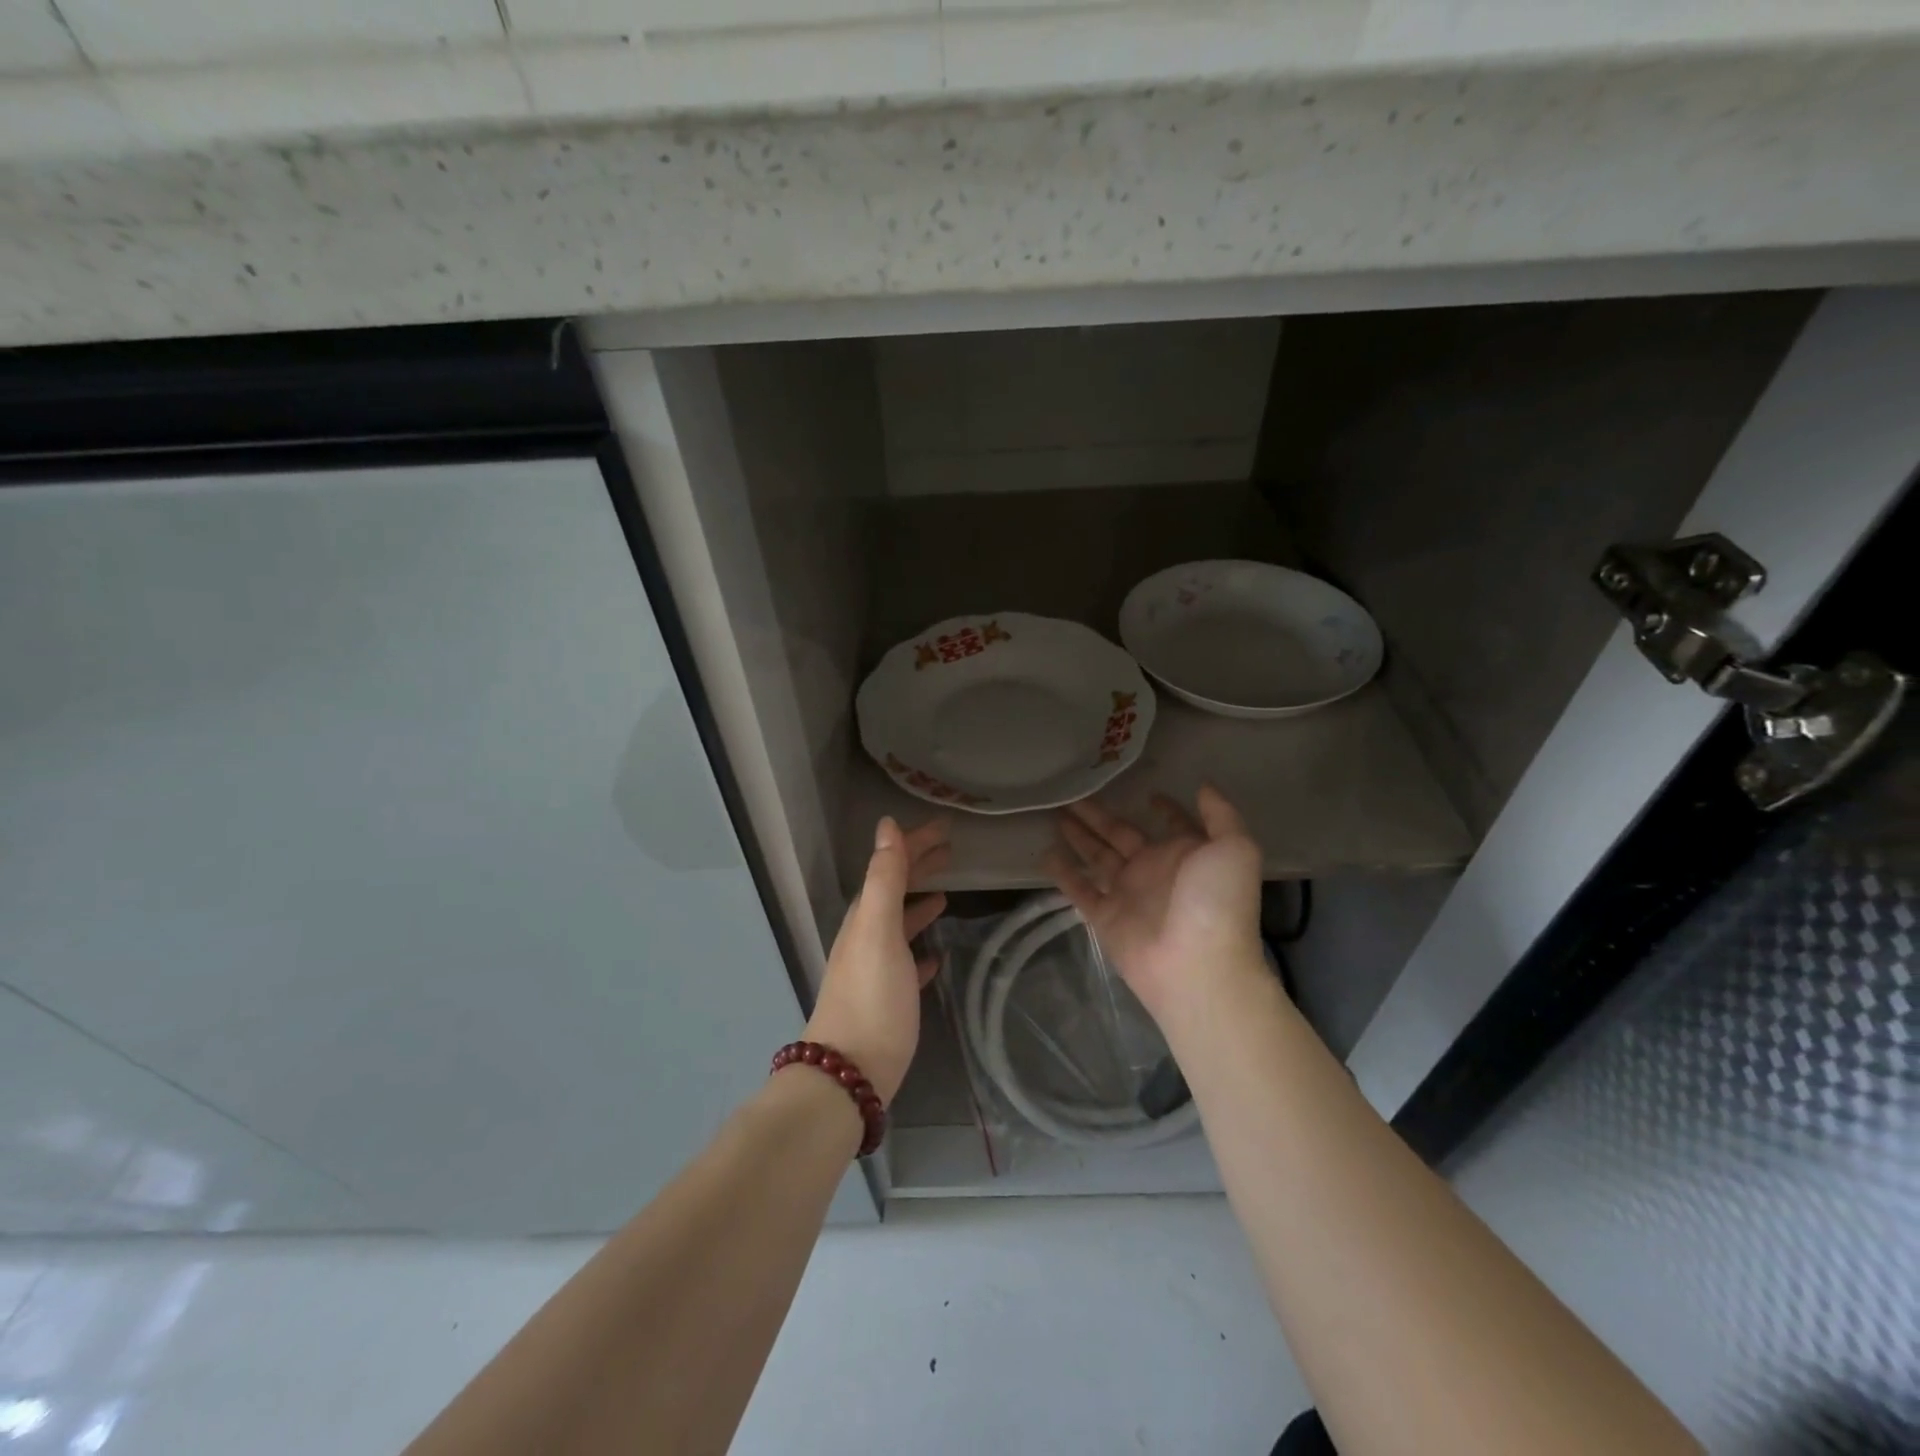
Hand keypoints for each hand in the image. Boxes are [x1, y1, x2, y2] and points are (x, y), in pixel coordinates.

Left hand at [804, 816, 949, 1104]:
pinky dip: (920, 948)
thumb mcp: (879, 931)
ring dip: (920, 903)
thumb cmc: (871, 998)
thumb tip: (887, 826)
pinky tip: (936, 955)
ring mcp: (874, 969)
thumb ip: (884, 879)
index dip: (915, 843)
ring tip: (946, 894)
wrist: (848, 1074)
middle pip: (894, 890)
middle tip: (950, 852)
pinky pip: (905, 962)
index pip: (891, 866)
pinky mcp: (886, 999)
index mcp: (865, 917)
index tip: (945, 828)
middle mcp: (866, 936)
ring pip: (899, 924)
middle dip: (918, 867)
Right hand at [1042, 785, 1263, 1025]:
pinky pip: (1079, 890)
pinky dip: (1063, 873)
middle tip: (1074, 795)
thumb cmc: (1218, 903)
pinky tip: (1045, 853)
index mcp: (1186, 854)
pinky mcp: (1105, 917)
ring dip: (1079, 837)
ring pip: (1097, 858)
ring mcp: (1128, 894)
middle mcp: (1155, 871)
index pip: (1173, 826)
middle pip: (1122, 835)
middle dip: (1100, 816)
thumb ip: (1221, 815)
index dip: (1164, 810)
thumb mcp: (1234, 849)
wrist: (1197, 965)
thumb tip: (1203, 786)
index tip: (1148, 794)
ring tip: (1056, 814)